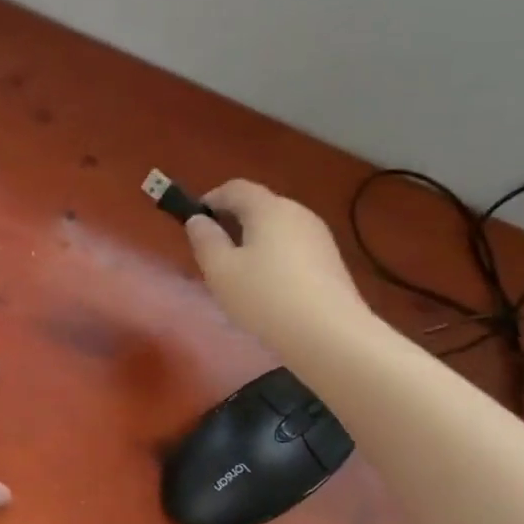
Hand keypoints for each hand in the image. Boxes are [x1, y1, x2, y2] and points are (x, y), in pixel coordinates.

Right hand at [185, 179, 372, 349]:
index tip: (193, 222)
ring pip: (276, 228)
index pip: (235, 187)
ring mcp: (319, 237)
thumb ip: (204, 239)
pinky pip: (292, 247)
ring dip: (252, 242)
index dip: (210, 199)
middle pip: (258, 206)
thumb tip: (198, 219)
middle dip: (231, 222)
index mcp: (269, 208)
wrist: (329, 335)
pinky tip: (267, 289)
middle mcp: (298, 213)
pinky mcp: (330, 261)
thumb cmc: (264, 297)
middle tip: (212, 253)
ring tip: (237, 276)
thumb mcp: (220, 270)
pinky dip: (273, 257)